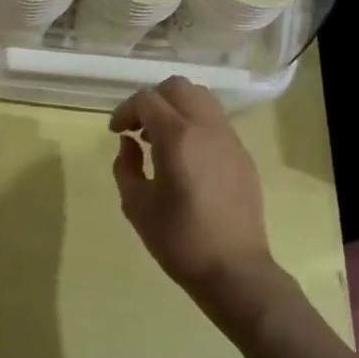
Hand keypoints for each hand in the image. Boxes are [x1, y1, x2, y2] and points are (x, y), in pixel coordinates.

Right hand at [110, 77, 280, 311]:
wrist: (234, 270)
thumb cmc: (178, 240)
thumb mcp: (136, 205)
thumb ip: (125, 166)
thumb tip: (130, 144)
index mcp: (178, 137)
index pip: (147, 100)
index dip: (125, 111)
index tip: (115, 132)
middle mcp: (207, 128)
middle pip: (178, 87)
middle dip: (152, 100)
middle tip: (138, 129)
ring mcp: (230, 140)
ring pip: (202, 99)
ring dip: (175, 108)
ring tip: (160, 139)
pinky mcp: (243, 155)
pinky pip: (216, 122)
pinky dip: (194, 124)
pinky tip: (185, 157)